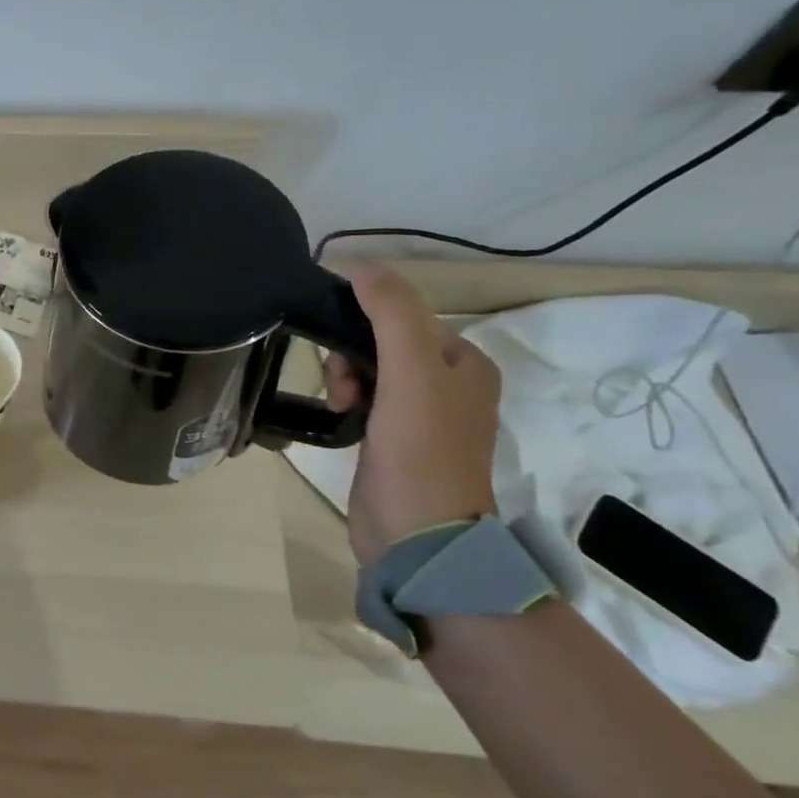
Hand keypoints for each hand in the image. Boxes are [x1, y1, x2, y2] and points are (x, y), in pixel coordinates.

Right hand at [324, 264, 500, 565]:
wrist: (417, 533)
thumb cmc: (420, 449)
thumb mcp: (410, 373)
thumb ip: (390, 314)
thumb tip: (360, 264)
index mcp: (465, 362)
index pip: (403, 315)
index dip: (362, 322)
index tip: (334, 345)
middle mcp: (448, 383)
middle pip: (382, 341)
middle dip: (350, 354)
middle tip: (341, 385)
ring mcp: (421, 414)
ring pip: (368, 369)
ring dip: (344, 378)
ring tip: (339, 405)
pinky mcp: (395, 439)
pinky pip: (364, 398)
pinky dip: (347, 400)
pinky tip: (340, 417)